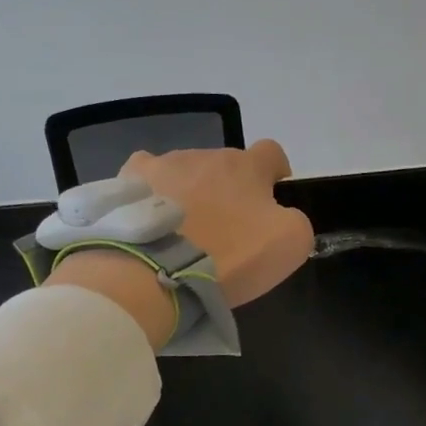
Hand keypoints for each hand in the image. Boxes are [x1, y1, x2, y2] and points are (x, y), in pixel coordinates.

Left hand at [123, 139, 313, 307]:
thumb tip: (281, 215)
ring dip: (193, 192)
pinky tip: (152, 217)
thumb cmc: (231, 256)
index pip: (271, 152)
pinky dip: (154, 193)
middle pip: (226, 165)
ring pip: (187, 171)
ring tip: (185, 230)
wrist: (157, 272)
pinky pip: (146, 178)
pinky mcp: (129, 181)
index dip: (276, 171)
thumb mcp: (290, 244)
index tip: (273, 195)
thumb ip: (296, 221)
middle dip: (230, 189)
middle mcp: (206, 155)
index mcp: (247, 166)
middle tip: (227, 227)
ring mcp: (164, 164)